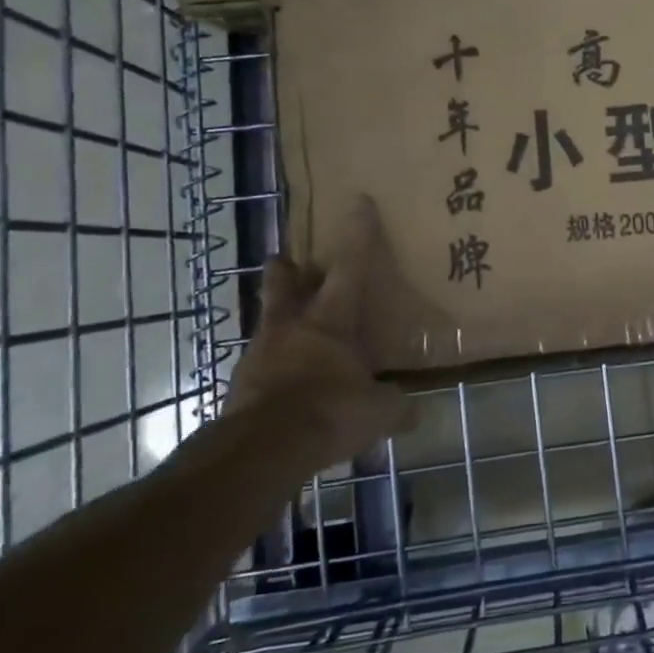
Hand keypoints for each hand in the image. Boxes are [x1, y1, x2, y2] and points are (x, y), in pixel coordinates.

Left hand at [229, 198, 416, 460]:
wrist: (262, 451)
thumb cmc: (328, 411)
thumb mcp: (377, 411)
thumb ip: (395, 405)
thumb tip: (412, 410)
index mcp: (330, 320)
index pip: (350, 266)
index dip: (357, 233)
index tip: (358, 202)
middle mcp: (291, 327)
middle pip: (284, 284)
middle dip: (288, 269)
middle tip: (291, 261)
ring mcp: (260, 355)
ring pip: (269, 323)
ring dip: (279, 321)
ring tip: (292, 332)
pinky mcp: (241, 386)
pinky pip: (261, 366)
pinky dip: (274, 367)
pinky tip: (286, 384)